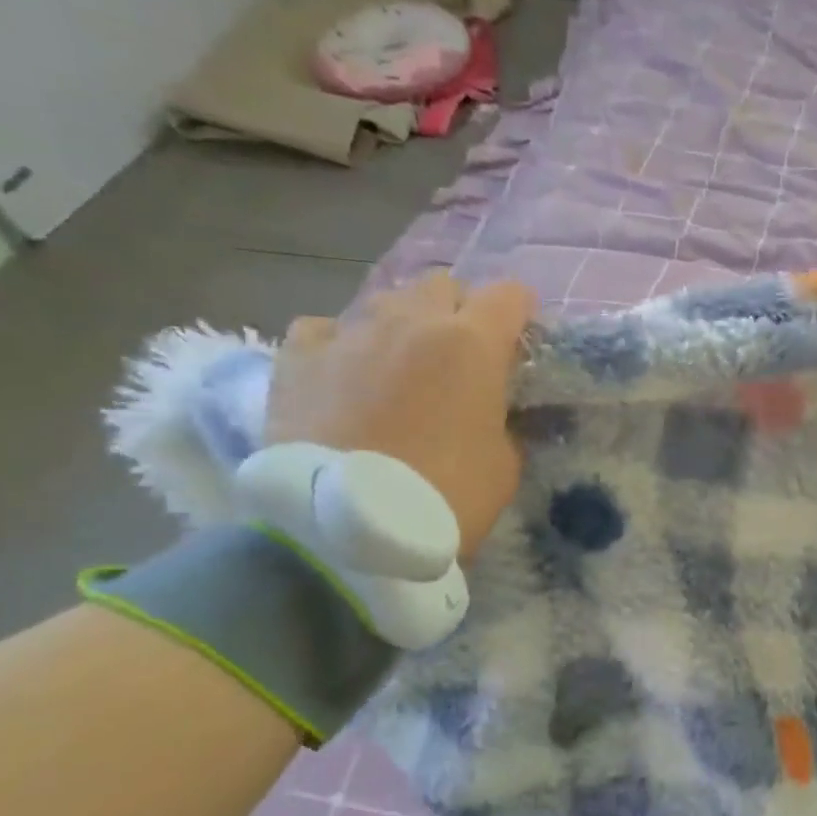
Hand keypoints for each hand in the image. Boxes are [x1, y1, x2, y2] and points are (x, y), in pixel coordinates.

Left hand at [266, 272, 536, 560]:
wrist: (349, 529)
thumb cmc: (446, 497)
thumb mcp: (504, 465)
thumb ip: (501, 421)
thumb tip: (489, 411)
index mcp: (473, 344)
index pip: (509, 295)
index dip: (519, 312)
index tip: (518, 338)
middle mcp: (412, 322)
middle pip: (442, 286)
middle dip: (455, 311)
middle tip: (456, 355)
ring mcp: (350, 334)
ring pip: (383, 301)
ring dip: (400, 324)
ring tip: (396, 364)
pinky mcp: (298, 357)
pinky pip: (323, 329)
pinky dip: (338, 345)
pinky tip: (340, 373)